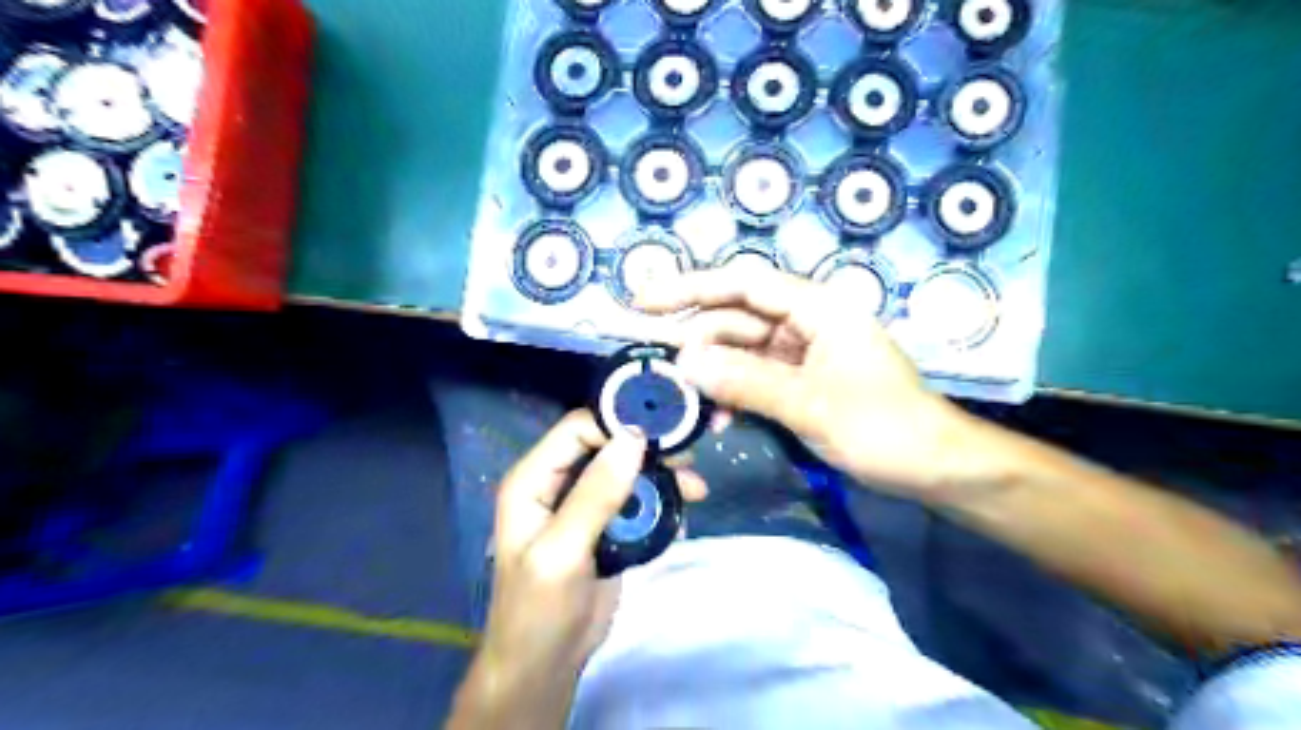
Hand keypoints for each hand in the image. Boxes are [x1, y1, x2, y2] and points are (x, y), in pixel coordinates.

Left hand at [455, 415, 706, 728]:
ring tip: (696, 488)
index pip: (577, 429)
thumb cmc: (540, 610)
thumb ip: (596, 494)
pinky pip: (635, 499)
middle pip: (606, 445)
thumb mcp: (563, 551)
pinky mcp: (605, 526)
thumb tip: (634, 438)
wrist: (545, 666)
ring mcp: (583, 504)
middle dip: (648, 449)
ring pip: (626, 471)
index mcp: (533, 479)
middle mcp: (557, 483)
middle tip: (688, 458)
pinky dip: (659, 501)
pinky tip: (682, 513)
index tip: (662, 434)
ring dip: (661, 476)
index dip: (617, 425)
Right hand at [637, 267, 981, 501]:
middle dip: (697, 341)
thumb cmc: (883, 427)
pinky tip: (716, 415)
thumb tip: (686, 364)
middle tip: (660, 370)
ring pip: (742, 351)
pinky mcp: (802, 381)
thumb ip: (746, 381)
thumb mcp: (811, 404)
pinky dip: (733, 392)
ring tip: (685, 400)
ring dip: (713, 373)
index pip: (743, 284)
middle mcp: (806, 322)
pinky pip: (755, 377)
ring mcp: (803, 353)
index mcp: (817, 308)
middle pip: (737, 318)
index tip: (644, 302)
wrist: (933, 467)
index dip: (691, 288)